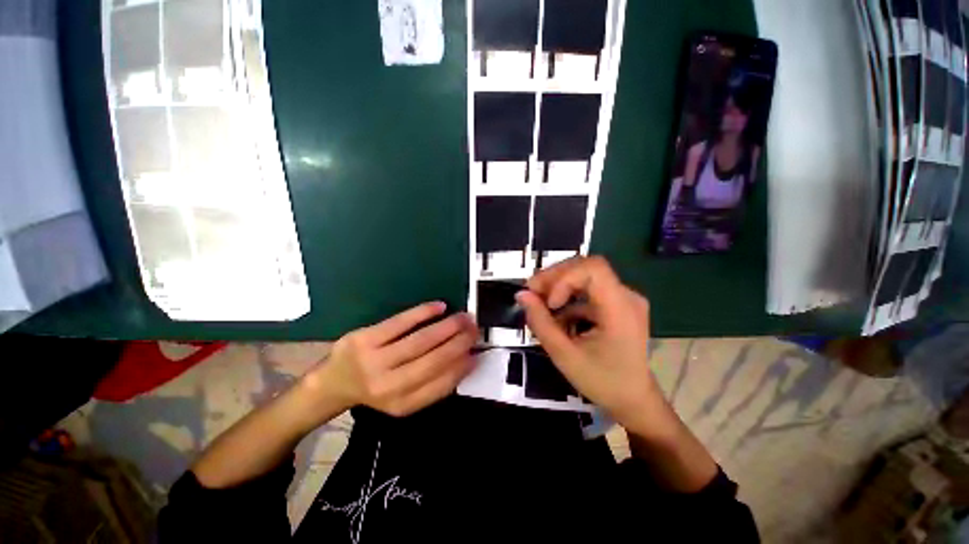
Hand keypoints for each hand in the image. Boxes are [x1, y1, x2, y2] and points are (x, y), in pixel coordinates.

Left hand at [311, 302, 477, 416]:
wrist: (332, 383)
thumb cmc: (376, 389)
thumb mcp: (403, 399)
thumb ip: (432, 385)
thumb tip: (464, 360)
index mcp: (402, 404)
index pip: (441, 384)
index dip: (462, 366)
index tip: (476, 352)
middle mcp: (389, 386)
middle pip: (434, 360)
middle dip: (460, 342)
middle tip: (475, 328)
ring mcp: (375, 361)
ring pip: (421, 340)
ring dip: (447, 326)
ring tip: (464, 316)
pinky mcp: (365, 339)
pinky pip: (400, 322)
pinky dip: (423, 312)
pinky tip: (440, 306)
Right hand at [515, 257, 659, 434]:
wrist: (634, 400)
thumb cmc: (602, 382)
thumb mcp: (564, 355)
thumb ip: (541, 322)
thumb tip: (521, 295)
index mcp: (620, 308)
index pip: (593, 268)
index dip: (564, 277)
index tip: (550, 302)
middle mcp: (626, 295)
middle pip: (585, 267)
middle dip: (554, 277)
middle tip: (532, 294)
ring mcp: (623, 298)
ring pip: (584, 275)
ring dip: (558, 286)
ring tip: (541, 305)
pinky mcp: (616, 303)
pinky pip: (587, 289)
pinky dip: (567, 297)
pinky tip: (557, 315)